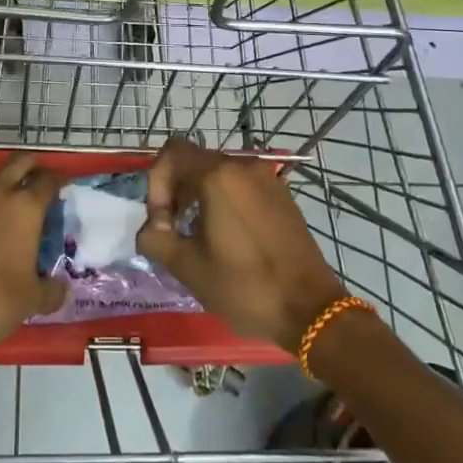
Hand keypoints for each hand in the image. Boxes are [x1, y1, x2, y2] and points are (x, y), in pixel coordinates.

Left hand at [0, 152, 67, 356]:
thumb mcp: (33, 300)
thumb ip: (53, 289)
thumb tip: (60, 287)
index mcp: (24, 207)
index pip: (48, 180)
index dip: (62, 180)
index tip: (69, 186)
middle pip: (20, 163)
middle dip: (35, 166)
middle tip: (45, 181)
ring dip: (9, 185)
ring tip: (20, 208)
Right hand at [138, 138, 346, 352]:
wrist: (310, 308)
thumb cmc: (245, 286)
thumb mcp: (188, 267)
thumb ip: (156, 239)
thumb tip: (151, 229)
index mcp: (218, 176)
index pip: (172, 153)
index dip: (156, 183)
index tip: (161, 221)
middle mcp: (244, 166)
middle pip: (195, 162)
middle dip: (176, 191)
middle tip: (173, 230)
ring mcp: (268, 179)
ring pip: (219, 173)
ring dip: (199, 196)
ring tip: (198, 235)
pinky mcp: (283, 195)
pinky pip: (242, 185)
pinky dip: (224, 200)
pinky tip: (228, 237)